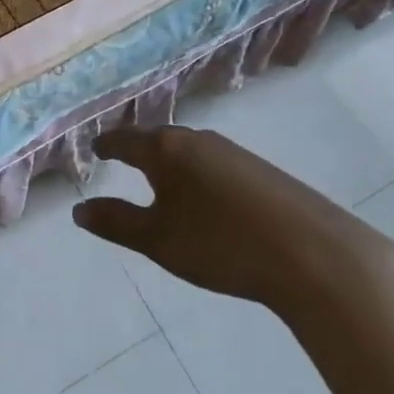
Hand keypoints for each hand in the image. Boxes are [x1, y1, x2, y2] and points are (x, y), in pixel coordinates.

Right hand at [73, 125, 393, 314]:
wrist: (315, 254)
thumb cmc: (221, 244)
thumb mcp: (158, 239)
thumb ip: (116, 222)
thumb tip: (78, 209)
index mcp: (165, 150)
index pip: (125, 139)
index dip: (107, 145)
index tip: (95, 149)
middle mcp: (197, 140)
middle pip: (158, 139)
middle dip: (138, 150)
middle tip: (122, 160)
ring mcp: (233, 152)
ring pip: (189, 150)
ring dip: (170, 162)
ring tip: (161, 179)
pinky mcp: (262, 170)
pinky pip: (215, 163)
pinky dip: (198, 173)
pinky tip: (207, 198)